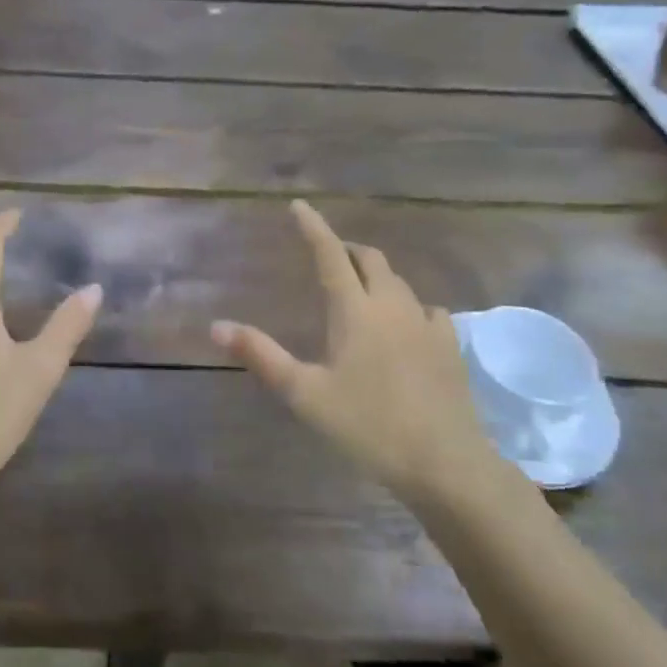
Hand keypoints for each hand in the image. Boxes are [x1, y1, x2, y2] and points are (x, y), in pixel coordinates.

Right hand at [210, 200, 501, 502]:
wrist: (444, 462)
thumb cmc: (367, 425)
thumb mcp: (304, 394)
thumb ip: (262, 356)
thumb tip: (217, 325)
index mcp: (355, 311)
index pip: (330, 255)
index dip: (313, 227)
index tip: (299, 205)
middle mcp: (392, 305)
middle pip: (371, 259)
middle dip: (347, 249)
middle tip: (328, 255)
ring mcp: (426, 324)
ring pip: (399, 281)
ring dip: (376, 274)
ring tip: (361, 287)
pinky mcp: (449, 346)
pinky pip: (427, 308)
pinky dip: (408, 304)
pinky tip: (405, 323)